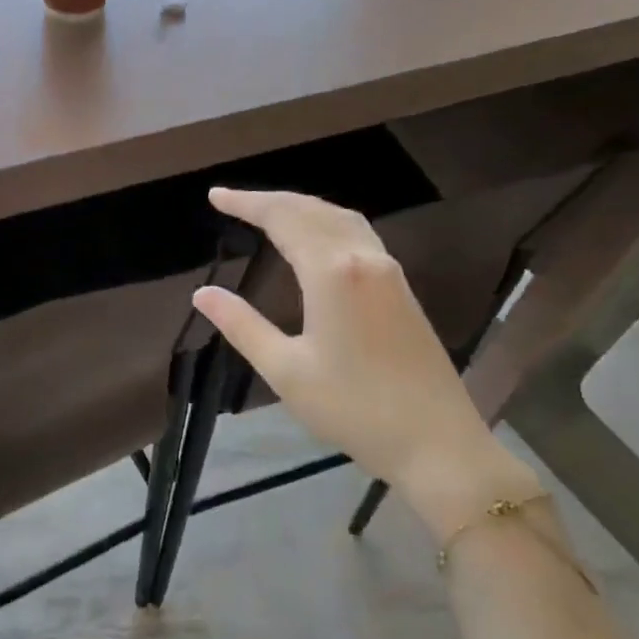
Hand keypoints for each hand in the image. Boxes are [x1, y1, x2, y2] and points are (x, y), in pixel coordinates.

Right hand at [191, 188, 537, 534]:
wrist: (435, 441)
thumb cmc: (352, 408)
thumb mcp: (285, 370)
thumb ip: (242, 326)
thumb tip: (203, 293)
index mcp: (332, 273)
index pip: (283, 219)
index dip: (247, 204)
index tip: (215, 197)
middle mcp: (364, 259)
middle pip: (314, 210)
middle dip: (272, 200)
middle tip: (233, 201)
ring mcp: (390, 273)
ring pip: (342, 219)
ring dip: (303, 208)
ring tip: (269, 212)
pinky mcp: (402, 290)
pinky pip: (359, 236)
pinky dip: (327, 224)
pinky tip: (317, 241)